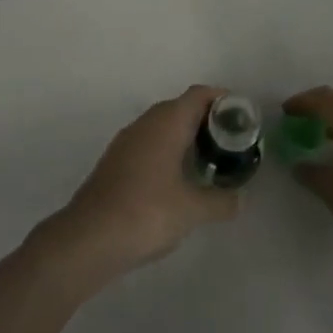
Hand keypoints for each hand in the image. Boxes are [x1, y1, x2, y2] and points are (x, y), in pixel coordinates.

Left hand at [38, 86, 240, 279]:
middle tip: (231, 143)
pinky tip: (177, 181)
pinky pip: (149, 144)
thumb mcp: (193, 210)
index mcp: (167, 122)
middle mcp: (145, 123)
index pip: (199, 95)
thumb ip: (221, 201)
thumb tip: (240, 200)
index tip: (242, 117)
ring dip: (185, 137)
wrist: (89, 237)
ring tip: (209, 162)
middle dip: (206, 121)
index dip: (223, 100)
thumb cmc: (147, 213)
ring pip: (162, 127)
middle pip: (181, 107)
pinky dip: (167, 153)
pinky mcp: (115, 162)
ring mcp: (126, 141)